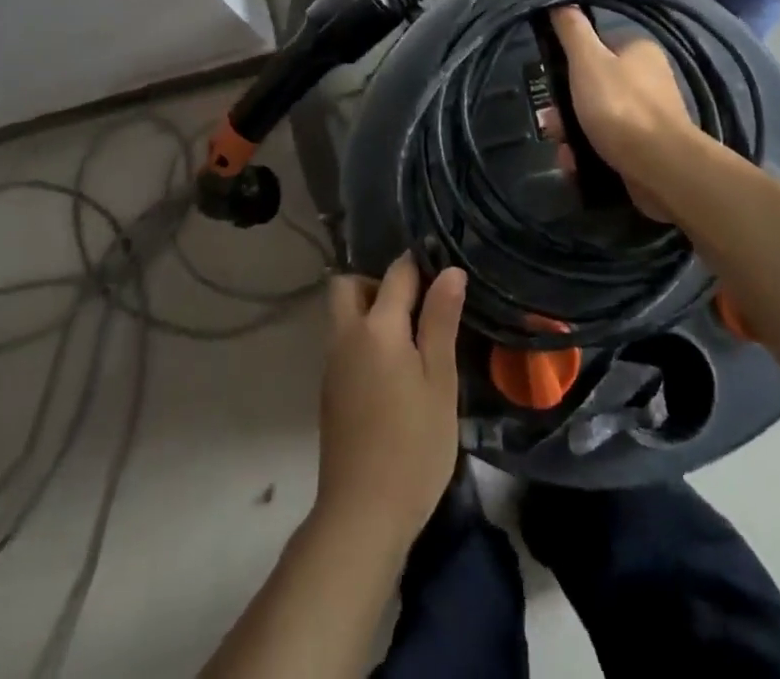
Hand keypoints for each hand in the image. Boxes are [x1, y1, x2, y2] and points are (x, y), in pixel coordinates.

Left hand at [316, 254, 466, 551]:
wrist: (362, 514)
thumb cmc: (414, 445)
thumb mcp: (440, 380)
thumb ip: (440, 320)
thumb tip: (450, 270)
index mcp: (376, 327)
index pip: (397, 273)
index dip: (420, 266)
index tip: (443, 273)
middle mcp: (346, 335)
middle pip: (349, 285)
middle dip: (378, 283)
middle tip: (415, 308)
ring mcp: (332, 363)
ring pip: (344, 315)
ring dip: (370, 312)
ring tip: (411, 341)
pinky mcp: (329, 389)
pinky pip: (344, 342)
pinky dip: (364, 339)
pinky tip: (393, 371)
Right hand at [548, 6, 701, 219]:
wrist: (660, 167)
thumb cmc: (620, 106)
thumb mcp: (588, 61)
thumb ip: (572, 30)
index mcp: (639, 52)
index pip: (595, 49)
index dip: (569, 65)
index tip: (551, 84)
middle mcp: (648, 80)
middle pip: (592, 87)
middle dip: (566, 109)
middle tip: (552, 126)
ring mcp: (648, 116)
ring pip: (596, 119)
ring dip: (573, 134)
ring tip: (564, 152)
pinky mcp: (646, 148)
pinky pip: (608, 144)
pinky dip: (588, 153)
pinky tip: (576, 165)